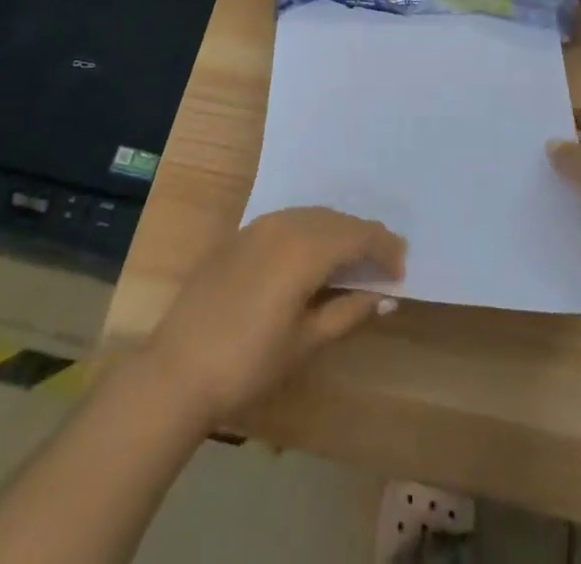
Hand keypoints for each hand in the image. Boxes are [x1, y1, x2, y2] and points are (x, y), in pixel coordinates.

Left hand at [142, 207, 405, 425]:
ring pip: (312, 215)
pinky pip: (289, 220)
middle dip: (364, 236)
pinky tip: (315, 254)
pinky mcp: (241, 234)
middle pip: (336, 220)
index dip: (384, 249)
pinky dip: (311, 231)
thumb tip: (385, 296)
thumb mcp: (305, 342)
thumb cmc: (248, 361)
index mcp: (305, 248)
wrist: (178, 366)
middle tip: (386, 261)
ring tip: (355, 257)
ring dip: (338, 231)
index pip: (357, 236)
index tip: (402, 268)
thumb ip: (348, 312)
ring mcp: (259, 225)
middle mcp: (285, 224)